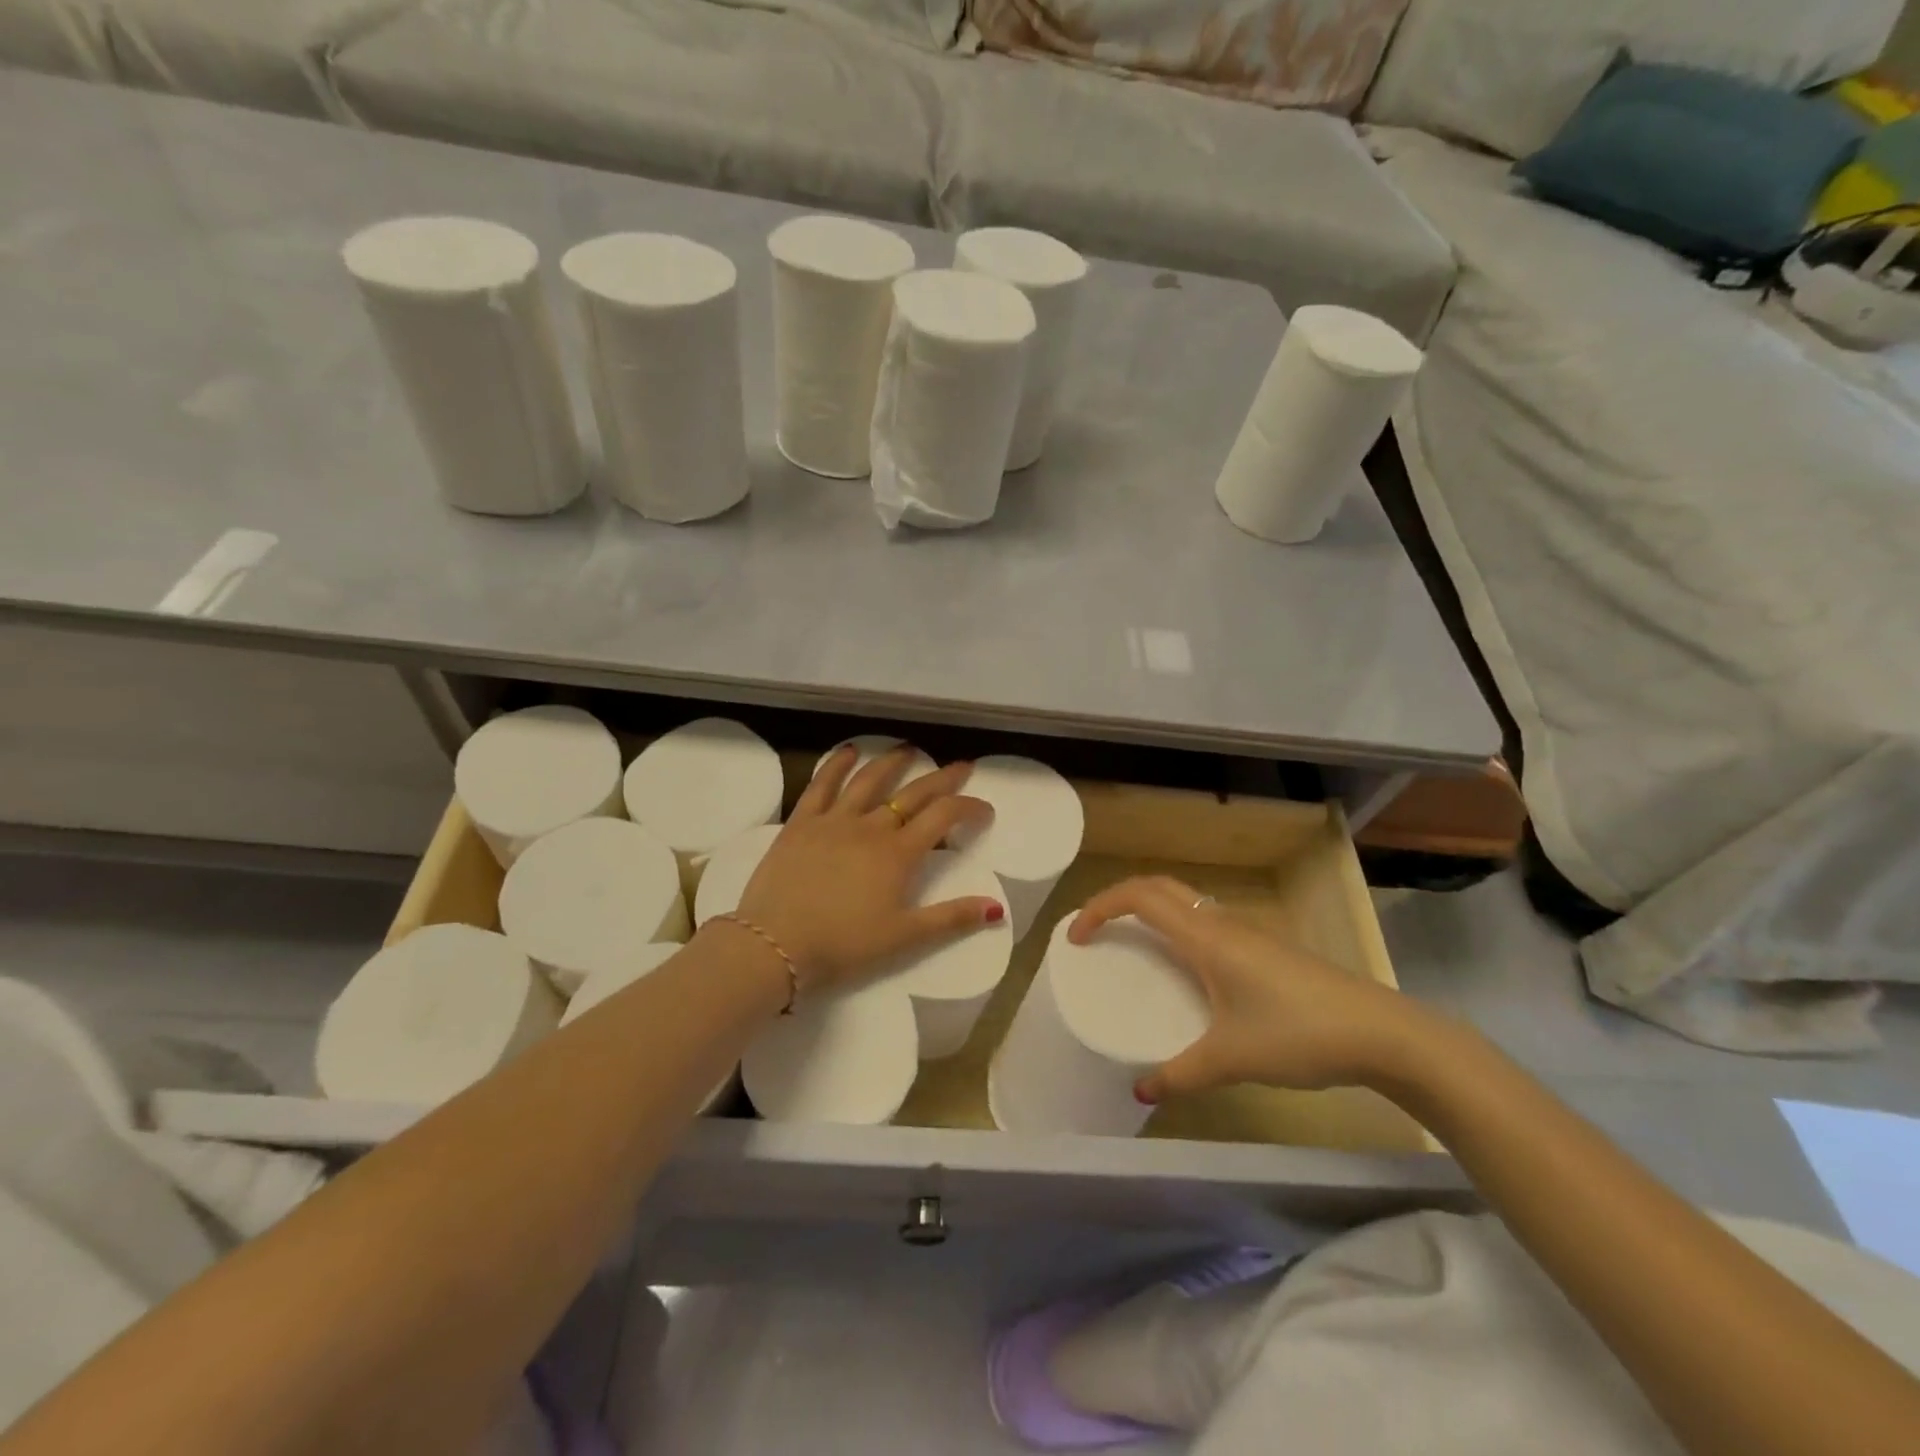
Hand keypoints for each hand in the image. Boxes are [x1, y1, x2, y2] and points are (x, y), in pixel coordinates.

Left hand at [732, 747, 1004, 993]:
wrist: (776, 943)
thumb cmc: (843, 945)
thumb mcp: (904, 937)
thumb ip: (951, 918)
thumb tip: (996, 908)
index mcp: (899, 854)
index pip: (944, 817)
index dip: (969, 808)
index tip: (985, 809)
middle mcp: (871, 827)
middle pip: (913, 793)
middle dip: (942, 778)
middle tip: (962, 765)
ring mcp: (834, 820)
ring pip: (869, 781)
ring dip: (892, 762)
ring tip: (909, 750)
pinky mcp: (801, 822)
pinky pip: (821, 784)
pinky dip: (837, 764)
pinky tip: (848, 752)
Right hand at [1069, 875, 1444, 1101]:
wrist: (1381, 1033)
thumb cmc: (1299, 1034)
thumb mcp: (1232, 1059)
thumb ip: (1181, 1074)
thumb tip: (1140, 1091)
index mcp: (1206, 936)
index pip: (1140, 897)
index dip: (1100, 907)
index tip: (1077, 938)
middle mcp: (1222, 922)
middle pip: (1159, 887)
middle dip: (1119, 899)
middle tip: (1096, 931)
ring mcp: (1248, 932)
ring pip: (1186, 901)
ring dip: (1151, 910)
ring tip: (1132, 946)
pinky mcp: (1265, 948)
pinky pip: (1206, 921)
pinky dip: (1178, 928)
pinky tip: (1185, 970)